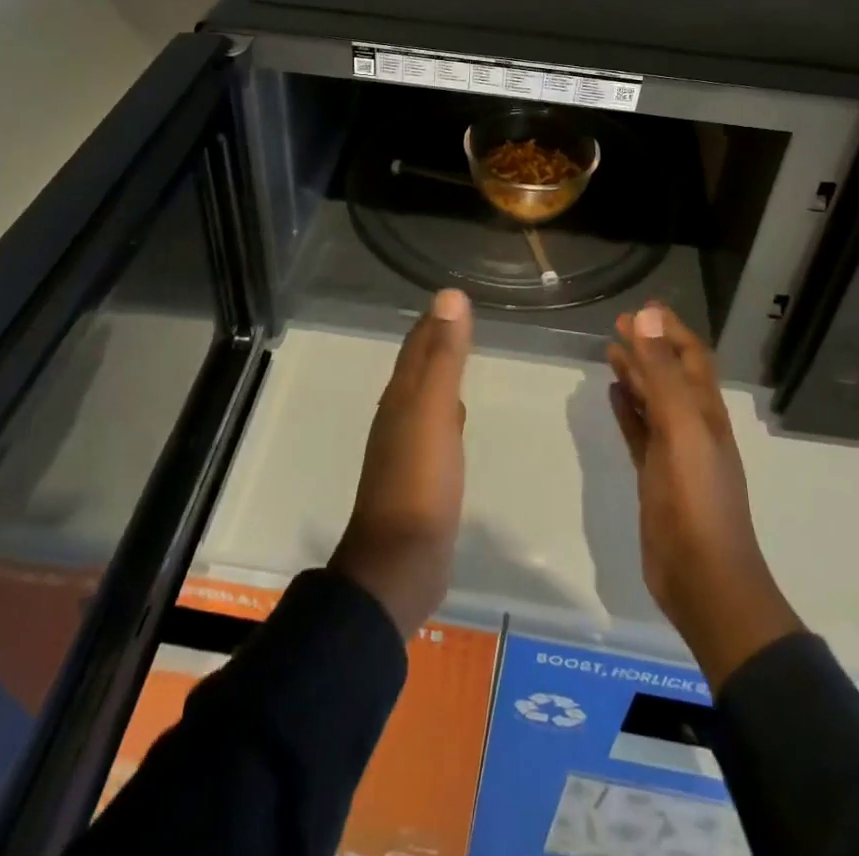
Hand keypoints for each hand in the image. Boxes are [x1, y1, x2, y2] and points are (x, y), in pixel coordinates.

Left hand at [330, 288, 472, 639]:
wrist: (400, 563)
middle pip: (416, 368)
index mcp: (400, 397)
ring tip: (459, 359)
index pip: (416, 346)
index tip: (453, 298)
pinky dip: (445, 411)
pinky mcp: (420, 477)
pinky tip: (456, 418)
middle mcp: (398, 416)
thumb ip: (443, 355)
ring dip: (439, 375)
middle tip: (460, 321)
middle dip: (435, 342)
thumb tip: (450, 296)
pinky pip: (434, 429)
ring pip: (424, 397)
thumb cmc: (419, 481)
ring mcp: (406, 449)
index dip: (432, 320)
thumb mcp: (434, 410)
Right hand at [607, 303, 802, 689]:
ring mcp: (674, 452)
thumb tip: (646, 316)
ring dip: (635, 374)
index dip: (670, 330)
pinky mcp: (654, 475)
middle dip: (648, 346)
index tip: (643, 307)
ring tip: (610, 351)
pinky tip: (613, 396)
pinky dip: (627, 410)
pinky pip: (639, 431)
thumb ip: (662, 372)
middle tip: (618, 323)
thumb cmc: (697, 497)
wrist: (704, 578)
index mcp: (705, 410)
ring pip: (653, 401)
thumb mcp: (680, 426)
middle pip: (670, 374)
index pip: (691, 356)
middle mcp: (692, 425)